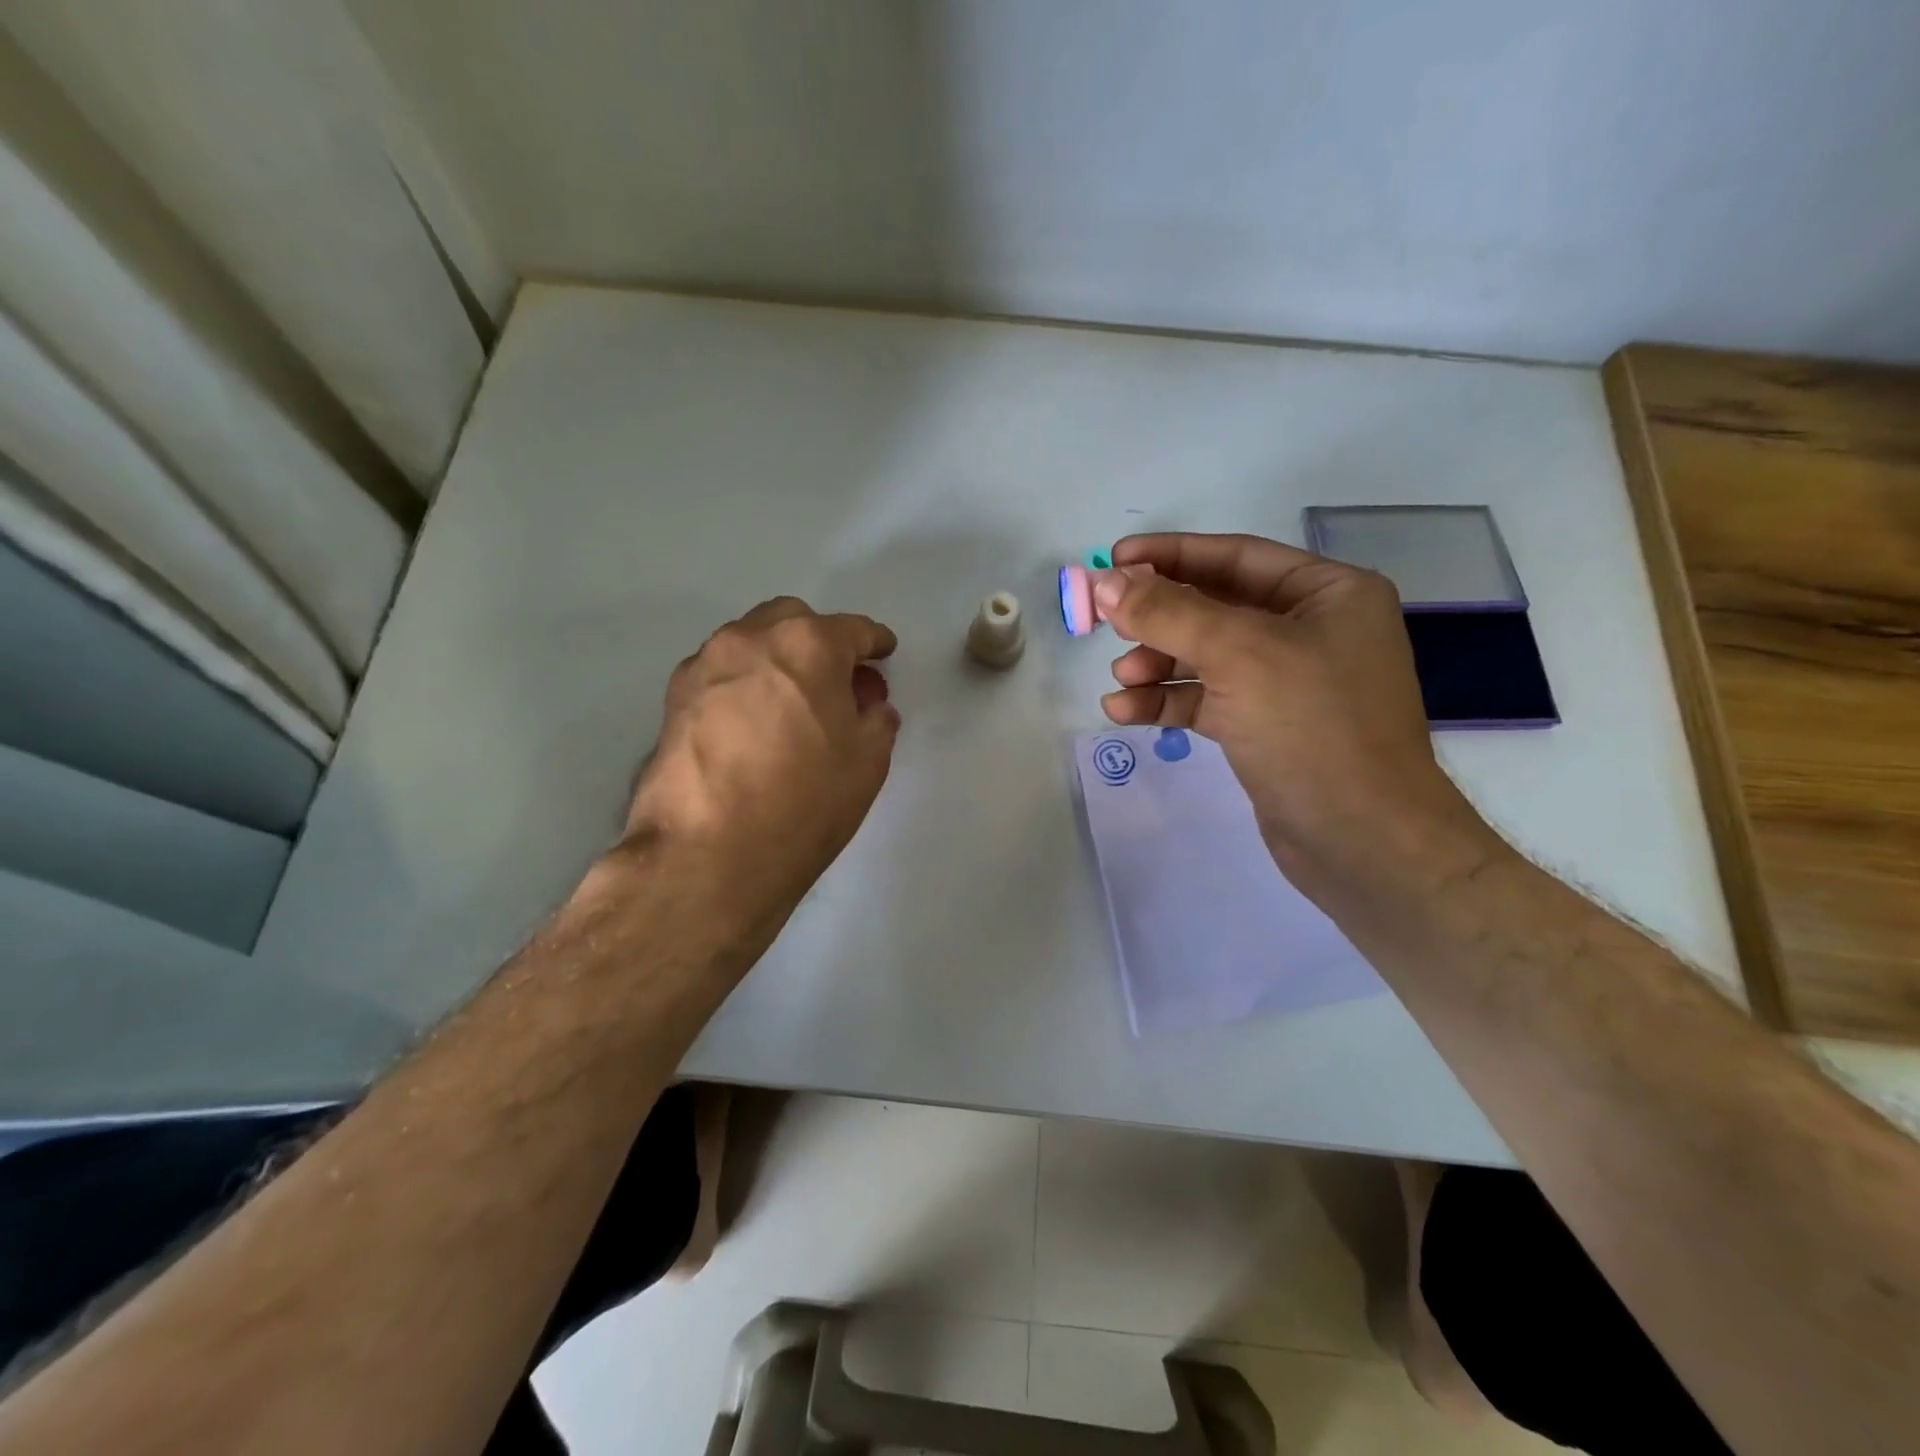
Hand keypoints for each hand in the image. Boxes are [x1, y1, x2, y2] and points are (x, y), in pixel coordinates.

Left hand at [622, 596, 900, 930]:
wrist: (707, 854)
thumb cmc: (803, 802)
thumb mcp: (867, 763)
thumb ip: (877, 720)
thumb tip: (870, 706)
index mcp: (808, 645)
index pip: (853, 630)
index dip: (875, 642)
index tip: (883, 652)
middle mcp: (751, 639)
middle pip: (794, 621)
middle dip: (821, 641)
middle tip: (836, 682)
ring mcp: (705, 666)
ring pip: (751, 643)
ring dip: (778, 660)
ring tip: (793, 704)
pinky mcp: (673, 699)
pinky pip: (721, 674)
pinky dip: (745, 684)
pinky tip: (753, 723)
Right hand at [1096, 533, 1498, 890]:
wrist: (1362, 841)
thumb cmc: (1314, 728)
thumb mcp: (1239, 655)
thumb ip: (1169, 613)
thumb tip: (1106, 583)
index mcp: (1328, 593)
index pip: (1236, 557)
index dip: (1171, 555)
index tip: (1114, 560)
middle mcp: (1310, 630)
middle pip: (1215, 607)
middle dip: (1159, 617)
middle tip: (1105, 621)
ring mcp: (1287, 682)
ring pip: (1205, 656)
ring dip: (1157, 664)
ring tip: (1121, 679)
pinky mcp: (1264, 727)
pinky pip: (1206, 699)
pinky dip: (1167, 701)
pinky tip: (1124, 712)